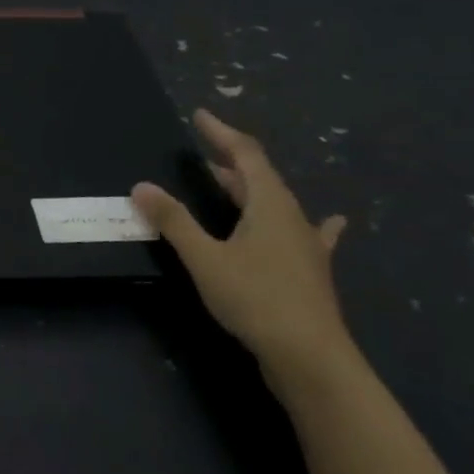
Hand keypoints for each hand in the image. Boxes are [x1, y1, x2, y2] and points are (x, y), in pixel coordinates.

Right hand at [132, 110, 357, 389]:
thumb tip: (141, 187)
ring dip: (249, 189)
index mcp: (270, 204)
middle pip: (261, 177)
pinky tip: (332, 224)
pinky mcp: (309, 271)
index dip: (221, 133)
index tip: (200, 116)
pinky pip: (305, 234)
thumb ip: (174, 221)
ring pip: (275, 204)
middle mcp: (292, 217)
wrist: (310, 357)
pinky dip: (305, 223)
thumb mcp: (205, 259)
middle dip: (229, 162)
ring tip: (229, 181)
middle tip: (201, 153)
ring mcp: (305, 245)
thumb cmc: (256, 299)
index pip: (245, 154)